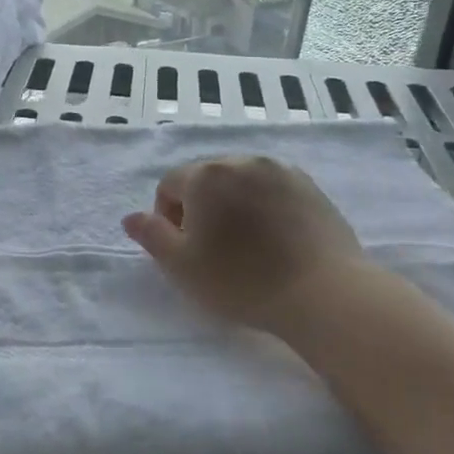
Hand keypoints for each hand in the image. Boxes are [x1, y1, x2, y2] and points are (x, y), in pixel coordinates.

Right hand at [122, 156, 364, 333]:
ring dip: (233, 205)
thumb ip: (152, 236)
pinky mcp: (310, 186)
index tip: (184, 249)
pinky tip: (274, 240)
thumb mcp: (182, 266)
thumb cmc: (241, 281)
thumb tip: (131, 217)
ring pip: (241, 182)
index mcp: (206, 175)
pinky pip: (272, 190)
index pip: (169, 185)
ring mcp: (280, 171)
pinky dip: (264, 207)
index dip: (168, 217)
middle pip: (206, 178)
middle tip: (212, 249)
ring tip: (246, 245)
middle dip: (200, 207)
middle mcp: (242, 161)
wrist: (322, 292)